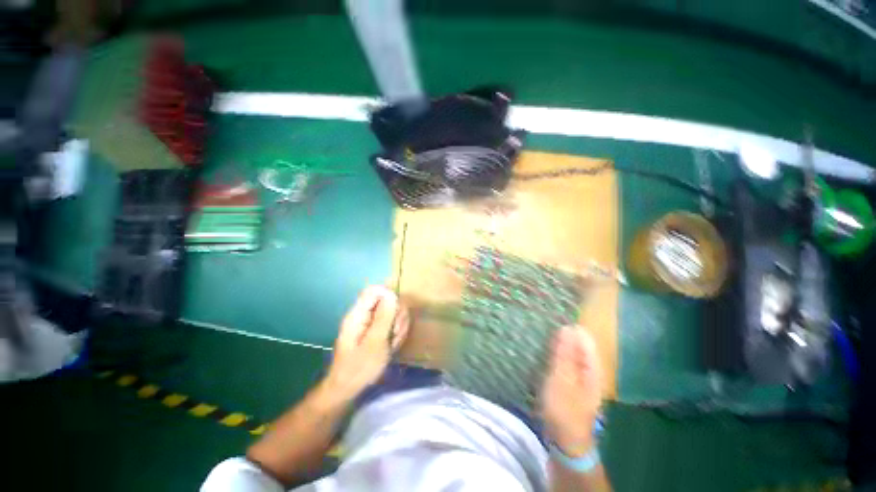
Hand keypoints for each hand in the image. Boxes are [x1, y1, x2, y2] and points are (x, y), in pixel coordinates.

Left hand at [323, 286, 409, 400]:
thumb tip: (391, 295)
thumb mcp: (374, 343)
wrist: (348, 390)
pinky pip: (392, 323)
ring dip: (398, 326)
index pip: (374, 290)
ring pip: (392, 312)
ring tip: (392, 342)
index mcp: (358, 314)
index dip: (389, 296)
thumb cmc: (359, 368)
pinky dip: (396, 333)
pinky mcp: (376, 330)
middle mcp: (364, 314)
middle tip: (393, 333)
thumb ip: (383, 317)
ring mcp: (370, 322)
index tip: (396, 313)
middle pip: (387, 300)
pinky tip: (392, 345)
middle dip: (396, 315)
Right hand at [541, 326, 603, 456]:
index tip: (549, 319)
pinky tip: (542, 351)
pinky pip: (563, 359)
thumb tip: (567, 327)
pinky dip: (554, 353)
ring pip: (569, 350)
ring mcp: (580, 374)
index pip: (583, 337)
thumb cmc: (564, 409)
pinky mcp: (570, 379)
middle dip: (561, 334)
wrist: (565, 440)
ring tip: (539, 335)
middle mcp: (589, 368)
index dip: (568, 326)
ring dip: (556, 343)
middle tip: (540, 328)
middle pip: (577, 342)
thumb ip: (565, 354)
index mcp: (591, 367)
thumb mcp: (562, 380)